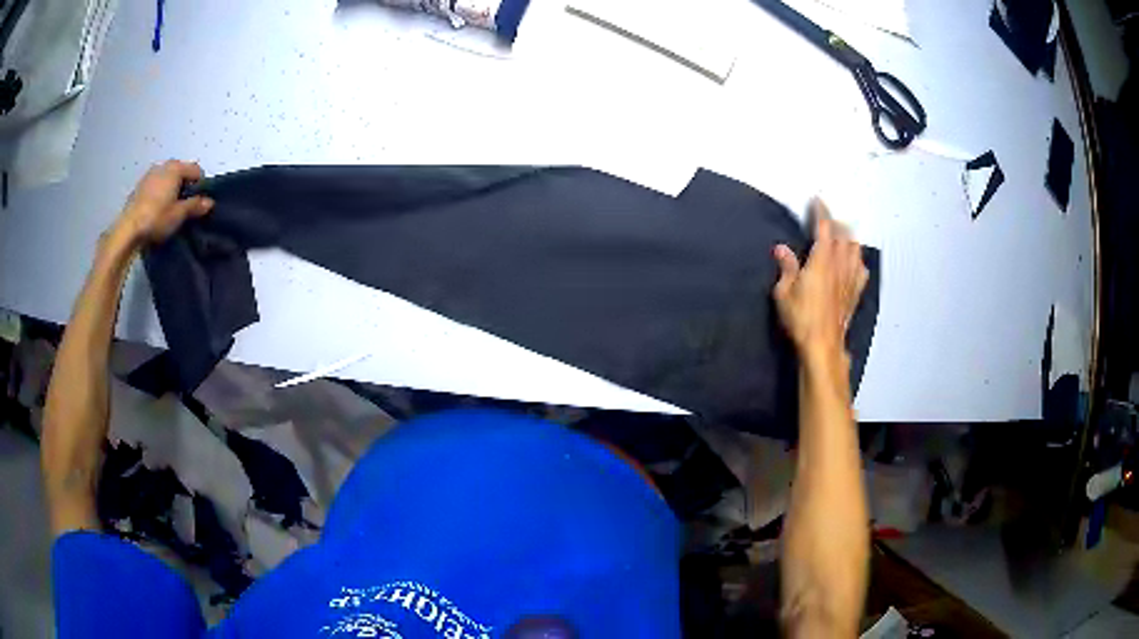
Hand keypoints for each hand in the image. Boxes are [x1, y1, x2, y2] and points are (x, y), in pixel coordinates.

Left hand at [111, 160, 212, 246]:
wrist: (127, 230)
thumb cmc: (156, 218)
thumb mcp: (179, 215)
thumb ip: (195, 206)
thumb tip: (209, 202)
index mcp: (175, 168)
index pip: (196, 170)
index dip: (200, 185)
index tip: (198, 203)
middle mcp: (163, 165)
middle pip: (181, 172)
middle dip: (185, 186)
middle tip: (184, 206)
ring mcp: (149, 175)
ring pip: (167, 178)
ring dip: (171, 189)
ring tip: (169, 209)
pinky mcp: (139, 186)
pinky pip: (155, 185)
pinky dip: (159, 193)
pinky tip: (156, 210)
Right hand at [772, 199, 868, 358]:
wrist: (822, 345)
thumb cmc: (801, 318)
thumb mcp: (784, 292)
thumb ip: (786, 267)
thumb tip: (781, 248)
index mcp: (822, 260)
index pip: (825, 227)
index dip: (821, 211)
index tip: (818, 200)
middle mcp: (840, 265)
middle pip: (844, 235)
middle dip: (837, 222)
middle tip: (829, 218)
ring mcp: (850, 279)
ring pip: (856, 250)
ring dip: (850, 238)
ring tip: (843, 236)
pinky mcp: (855, 294)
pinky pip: (862, 271)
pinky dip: (858, 261)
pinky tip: (855, 264)